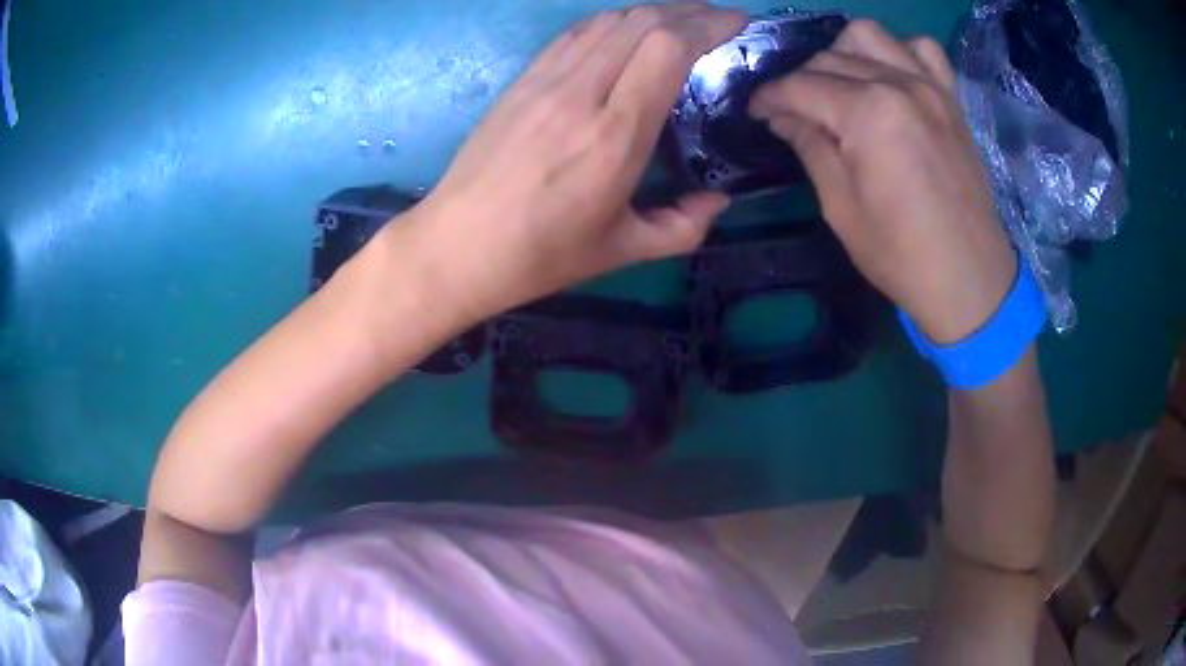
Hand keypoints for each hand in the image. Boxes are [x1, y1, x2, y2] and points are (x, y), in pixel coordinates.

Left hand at [393, 4, 746, 322]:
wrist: (454, 247)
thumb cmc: (539, 255)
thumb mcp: (621, 250)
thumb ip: (682, 226)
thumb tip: (719, 201)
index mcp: (614, 136)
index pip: (666, 48)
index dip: (707, 24)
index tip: (737, 23)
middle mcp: (581, 93)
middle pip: (642, 22)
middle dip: (690, 10)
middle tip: (719, 20)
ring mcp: (545, 81)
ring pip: (608, 19)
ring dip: (652, 11)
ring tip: (682, 21)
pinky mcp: (521, 81)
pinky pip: (575, 33)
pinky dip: (611, 22)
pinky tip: (627, 31)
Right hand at [750, 20, 1016, 343]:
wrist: (969, 279)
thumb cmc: (901, 254)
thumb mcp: (840, 207)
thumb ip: (810, 147)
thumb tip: (783, 116)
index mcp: (867, 113)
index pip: (800, 86)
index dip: (769, 97)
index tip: (755, 111)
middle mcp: (898, 84)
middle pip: (830, 58)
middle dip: (800, 81)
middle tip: (793, 113)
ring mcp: (929, 87)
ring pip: (870, 36)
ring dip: (844, 52)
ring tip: (840, 87)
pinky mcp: (950, 99)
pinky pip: (921, 50)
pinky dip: (899, 52)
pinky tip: (891, 78)